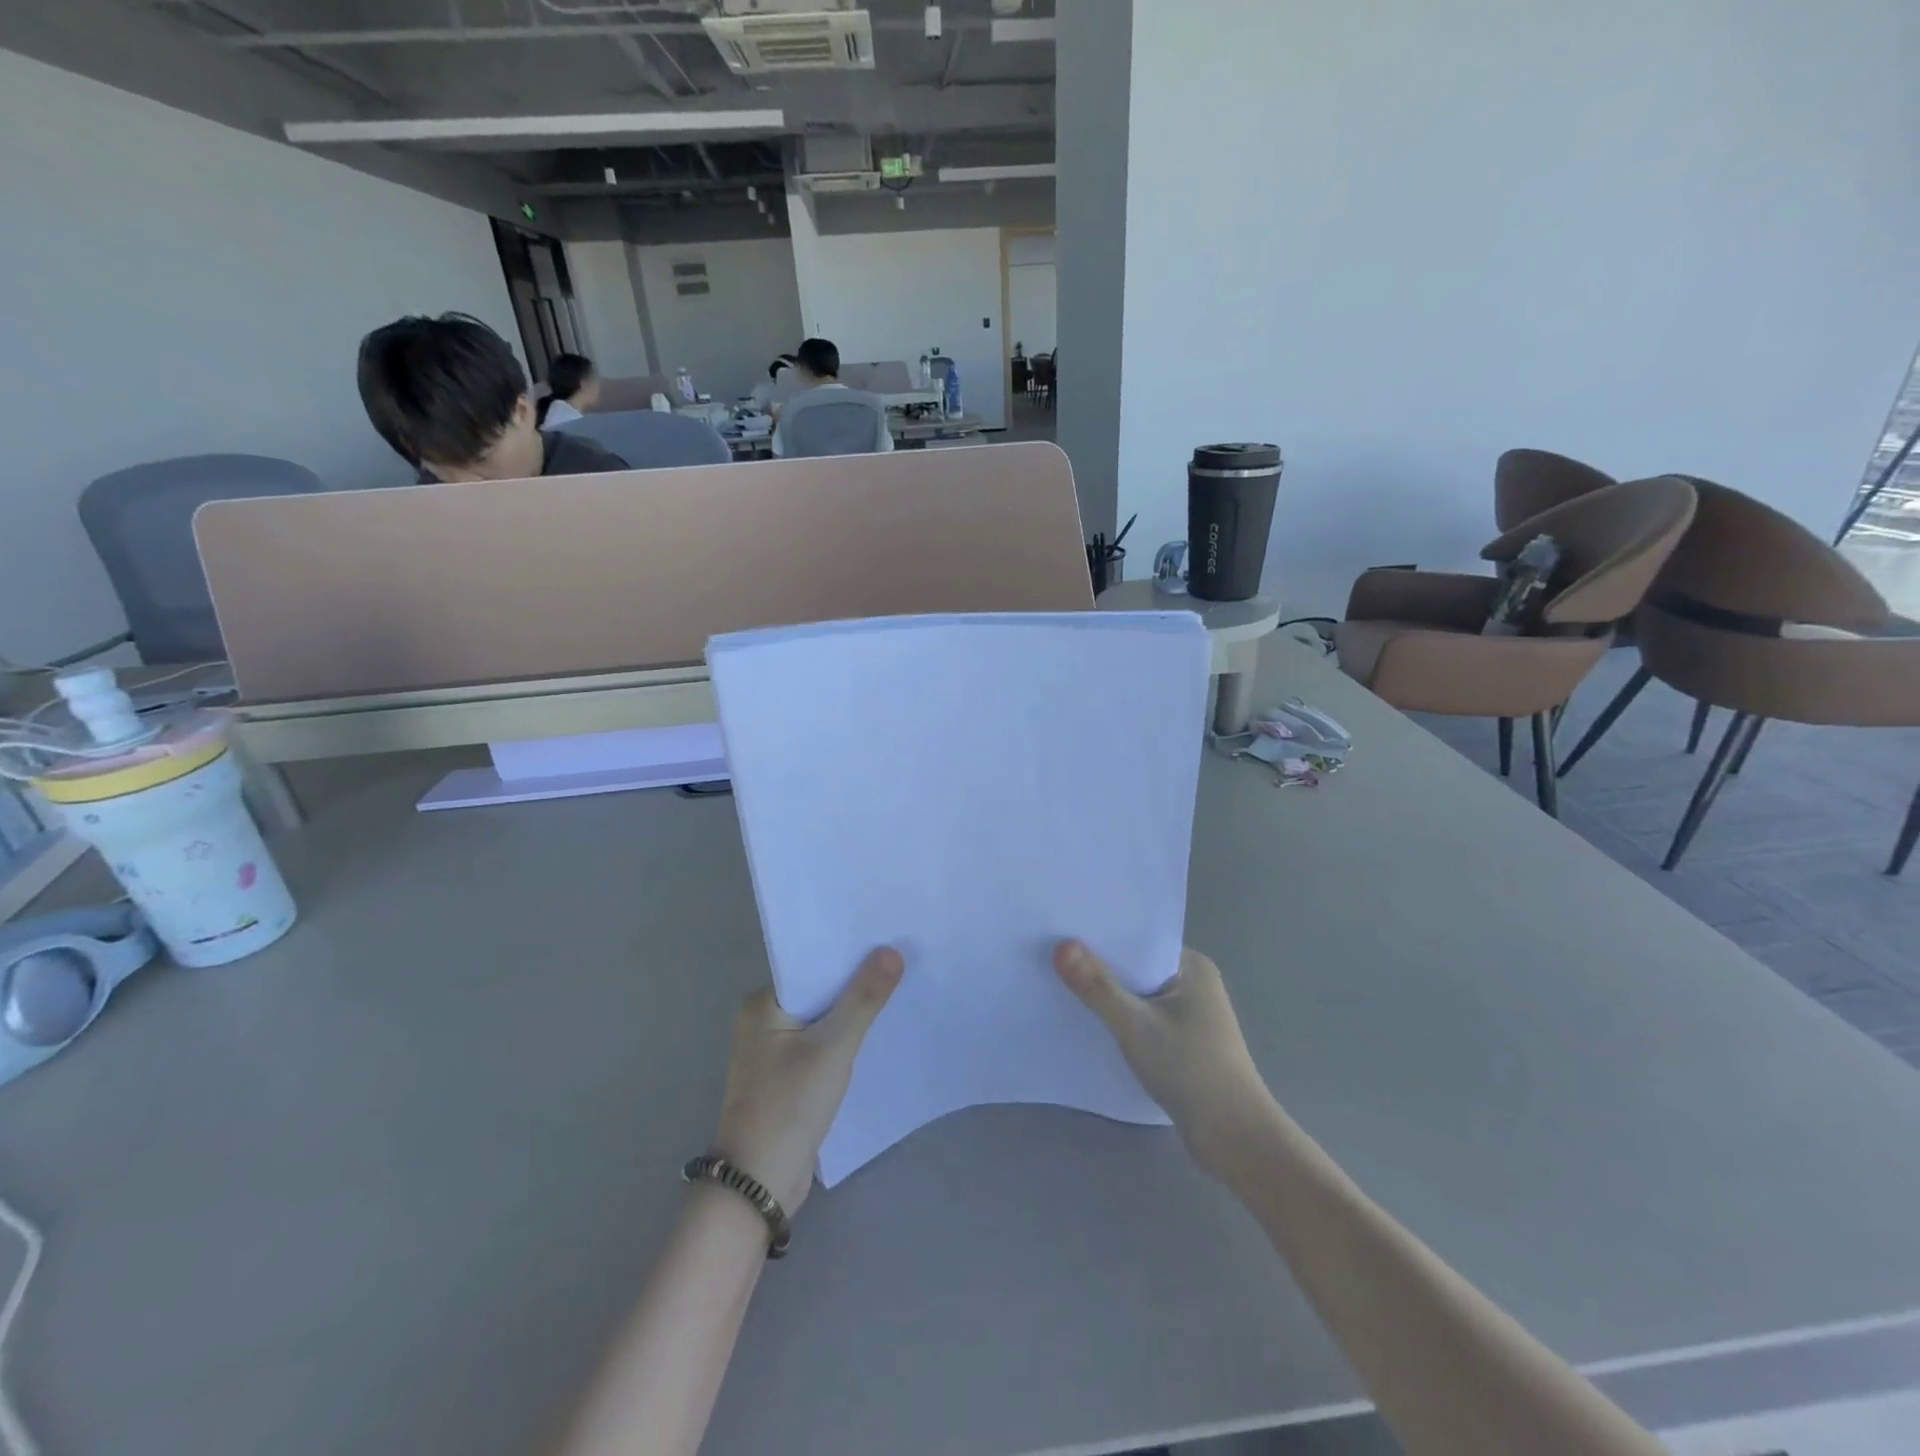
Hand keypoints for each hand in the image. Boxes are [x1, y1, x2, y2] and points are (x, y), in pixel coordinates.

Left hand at [712, 947, 903, 1214]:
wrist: (759, 1186)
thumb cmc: (789, 1106)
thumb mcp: (833, 1047)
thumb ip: (863, 998)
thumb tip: (892, 950)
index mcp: (762, 1004)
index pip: (811, 964)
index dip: (849, 952)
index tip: (887, 937)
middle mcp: (763, 1021)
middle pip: (819, 990)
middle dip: (856, 981)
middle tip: (903, 960)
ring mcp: (774, 1052)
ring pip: (823, 1019)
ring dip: (853, 1012)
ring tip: (899, 989)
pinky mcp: (788, 1079)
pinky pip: (822, 1045)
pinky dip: (846, 1039)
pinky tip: (878, 1033)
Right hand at [1053, 941, 1277, 1177]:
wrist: (1236, 1140)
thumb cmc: (1191, 1070)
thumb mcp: (1136, 1025)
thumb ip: (1098, 986)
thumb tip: (1061, 945)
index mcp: (1192, 966)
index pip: (1138, 940)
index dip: (1101, 937)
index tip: (1061, 932)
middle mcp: (1193, 985)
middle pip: (1135, 968)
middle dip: (1099, 967)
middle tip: (1051, 957)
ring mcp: (1190, 1017)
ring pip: (1137, 997)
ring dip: (1108, 997)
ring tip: (1060, 986)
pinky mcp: (1182, 1046)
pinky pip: (1142, 1021)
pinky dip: (1119, 1021)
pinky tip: (1089, 1024)